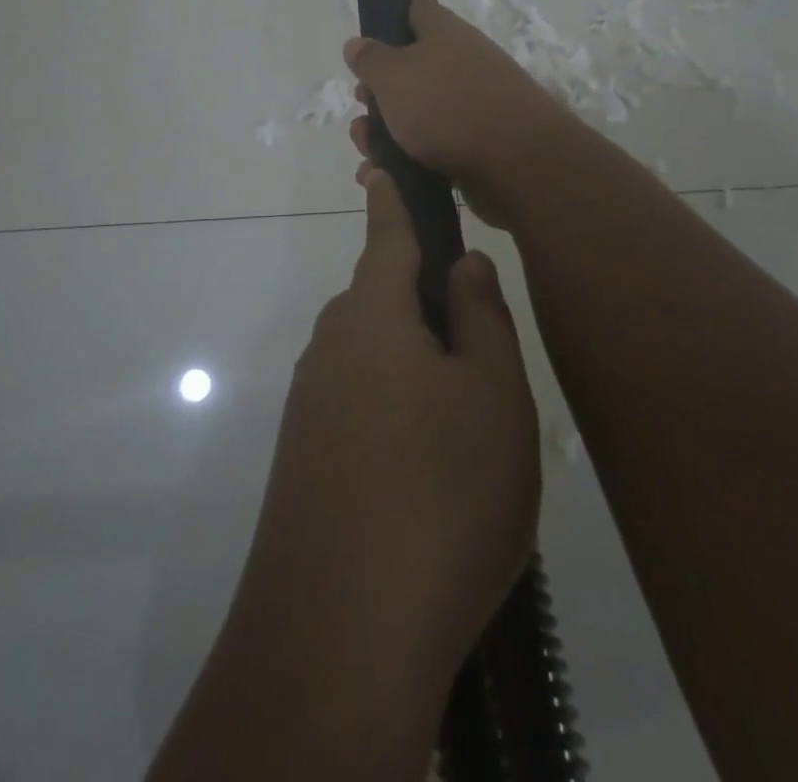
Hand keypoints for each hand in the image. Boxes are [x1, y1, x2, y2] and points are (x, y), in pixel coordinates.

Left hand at [237, 167, 540, 695]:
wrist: (341, 632)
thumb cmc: (440, 493)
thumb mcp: (492, 398)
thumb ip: (480, 319)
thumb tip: (462, 265)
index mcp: (373, 315)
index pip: (386, 236)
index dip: (391, 200)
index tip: (381, 166)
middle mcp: (331, 346)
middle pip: (380, 299)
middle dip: (420, 298)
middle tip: (478, 337)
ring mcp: (312, 402)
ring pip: (372, 354)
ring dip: (412, 361)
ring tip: (465, 412)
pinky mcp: (305, 454)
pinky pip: (358, 401)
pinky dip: (394, 407)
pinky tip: (426, 462)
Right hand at [345, 0, 575, 227]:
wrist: (518, 165)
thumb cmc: (448, 106)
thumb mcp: (394, 76)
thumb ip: (370, 59)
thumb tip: (356, 43)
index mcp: (445, 33)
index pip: (419, 4)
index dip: (394, 9)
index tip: (372, 27)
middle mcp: (462, 62)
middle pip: (412, 66)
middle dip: (379, 89)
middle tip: (361, 106)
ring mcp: (474, 104)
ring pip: (418, 111)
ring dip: (386, 130)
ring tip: (367, 152)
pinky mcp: (478, 145)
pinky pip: (432, 147)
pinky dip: (406, 160)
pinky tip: (386, 176)